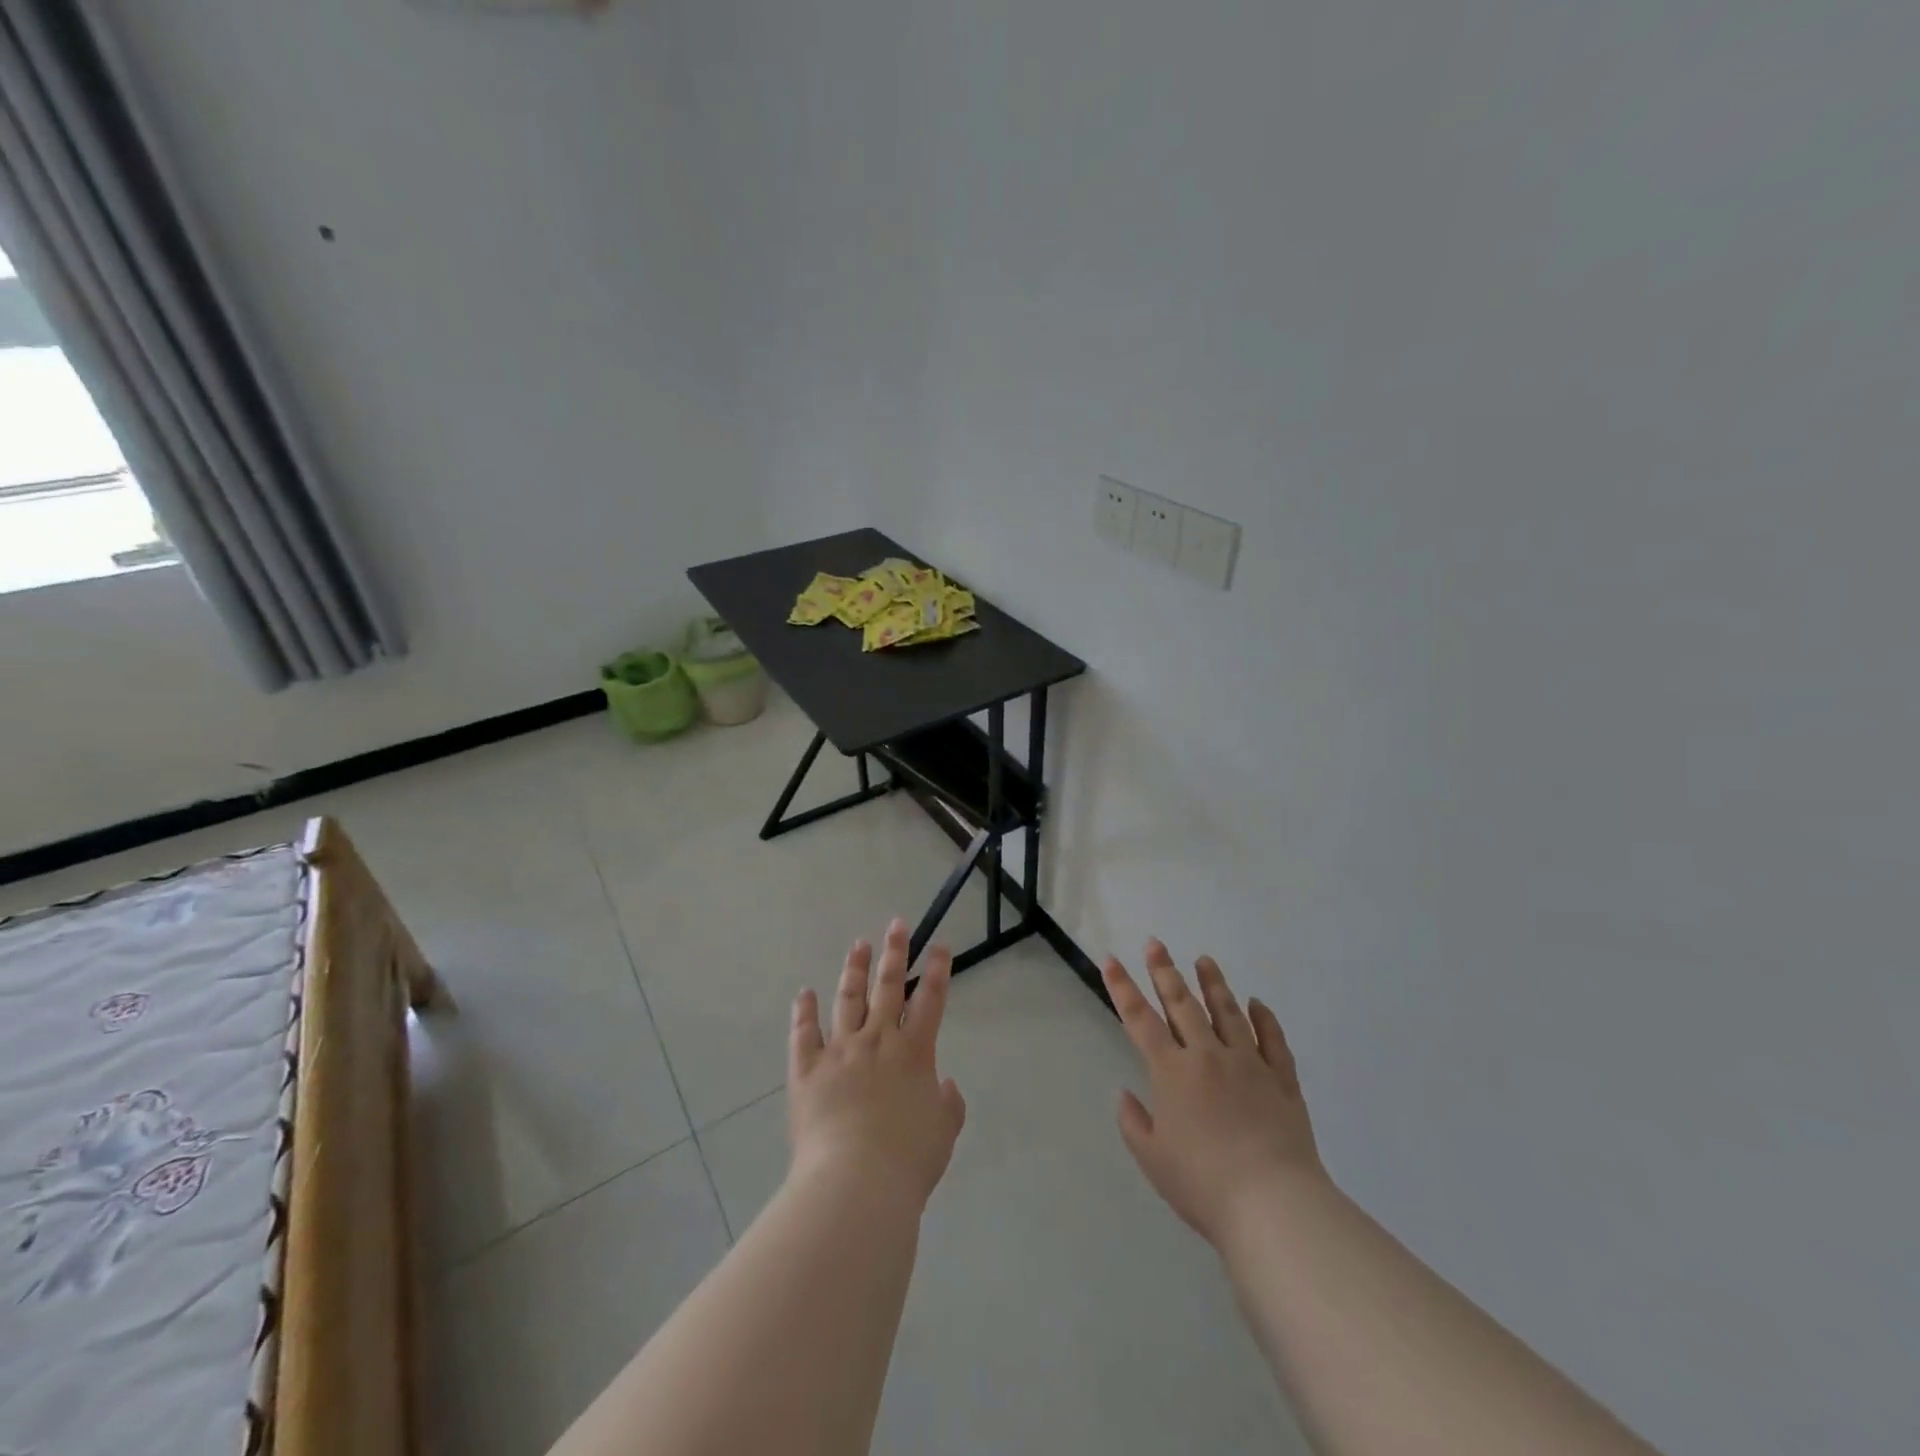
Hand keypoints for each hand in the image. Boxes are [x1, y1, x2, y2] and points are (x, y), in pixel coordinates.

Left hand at [788, 918, 967, 1209]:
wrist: (855, 1183)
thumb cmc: (907, 1160)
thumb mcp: (942, 1133)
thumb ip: (948, 1105)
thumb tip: (944, 1085)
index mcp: (914, 1052)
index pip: (930, 1000)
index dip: (938, 970)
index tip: (940, 945)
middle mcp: (878, 1041)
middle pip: (888, 987)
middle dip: (895, 953)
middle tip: (896, 925)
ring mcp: (840, 1051)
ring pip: (848, 999)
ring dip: (854, 970)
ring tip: (859, 944)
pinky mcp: (807, 1070)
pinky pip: (804, 1034)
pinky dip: (804, 1012)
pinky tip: (805, 993)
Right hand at [1104, 940, 1325, 1247]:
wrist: (1272, 1205)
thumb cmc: (1203, 1185)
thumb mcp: (1153, 1159)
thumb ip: (1134, 1123)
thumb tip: (1126, 1094)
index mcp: (1171, 1072)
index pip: (1139, 1019)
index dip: (1122, 988)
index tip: (1112, 959)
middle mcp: (1207, 1056)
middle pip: (1182, 1004)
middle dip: (1164, 971)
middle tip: (1155, 943)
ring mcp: (1248, 1064)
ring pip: (1227, 1012)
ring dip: (1213, 984)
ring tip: (1204, 960)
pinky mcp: (1282, 1080)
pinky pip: (1273, 1040)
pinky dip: (1264, 1019)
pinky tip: (1257, 1004)